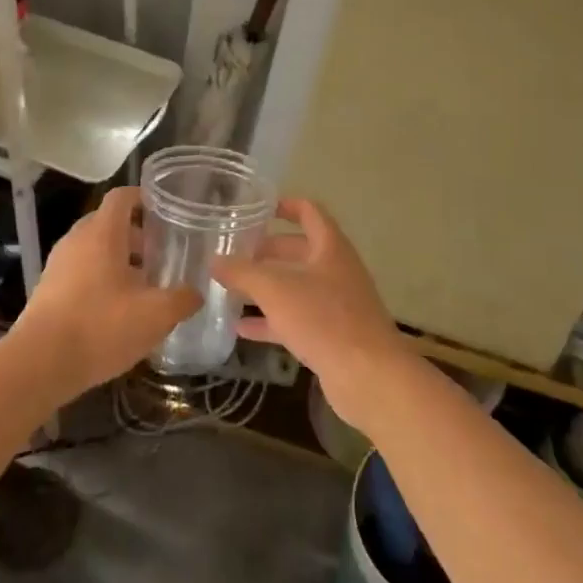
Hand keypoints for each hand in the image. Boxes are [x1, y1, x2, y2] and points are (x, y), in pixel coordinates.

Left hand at [9, 186, 199, 400]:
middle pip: (108, 222)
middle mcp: (77, 239)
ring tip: (143, 285)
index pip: (122, 196)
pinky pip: (80, 271)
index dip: (144, 198)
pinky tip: (117, 309)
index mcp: (103, 232)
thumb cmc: (101, 327)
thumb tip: (196, 292)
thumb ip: (182, 299)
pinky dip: (100, 278)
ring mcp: (58, 264)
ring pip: (94, 248)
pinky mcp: (48, 289)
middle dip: (136, 234)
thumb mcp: (155, 315)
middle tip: (161, 254)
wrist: (39, 364)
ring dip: (118, 259)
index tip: (166, 212)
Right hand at [214, 199, 415, 428]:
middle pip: (299, 250)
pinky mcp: (331, 335)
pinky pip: (296, 319)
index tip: (257, 208)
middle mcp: (336, 270)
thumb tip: (213, 259)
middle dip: (267, 251)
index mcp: (330, 247)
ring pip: (296, 286)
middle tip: (235, 253)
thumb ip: (242, 273)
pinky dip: (271, 321)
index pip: (309, 212)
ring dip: (266, 287)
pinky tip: (242, 329)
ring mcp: (336, 304)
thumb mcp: (276, 290)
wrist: (369, 376)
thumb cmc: (324, 319)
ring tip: (231, 288)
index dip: (285, 205)